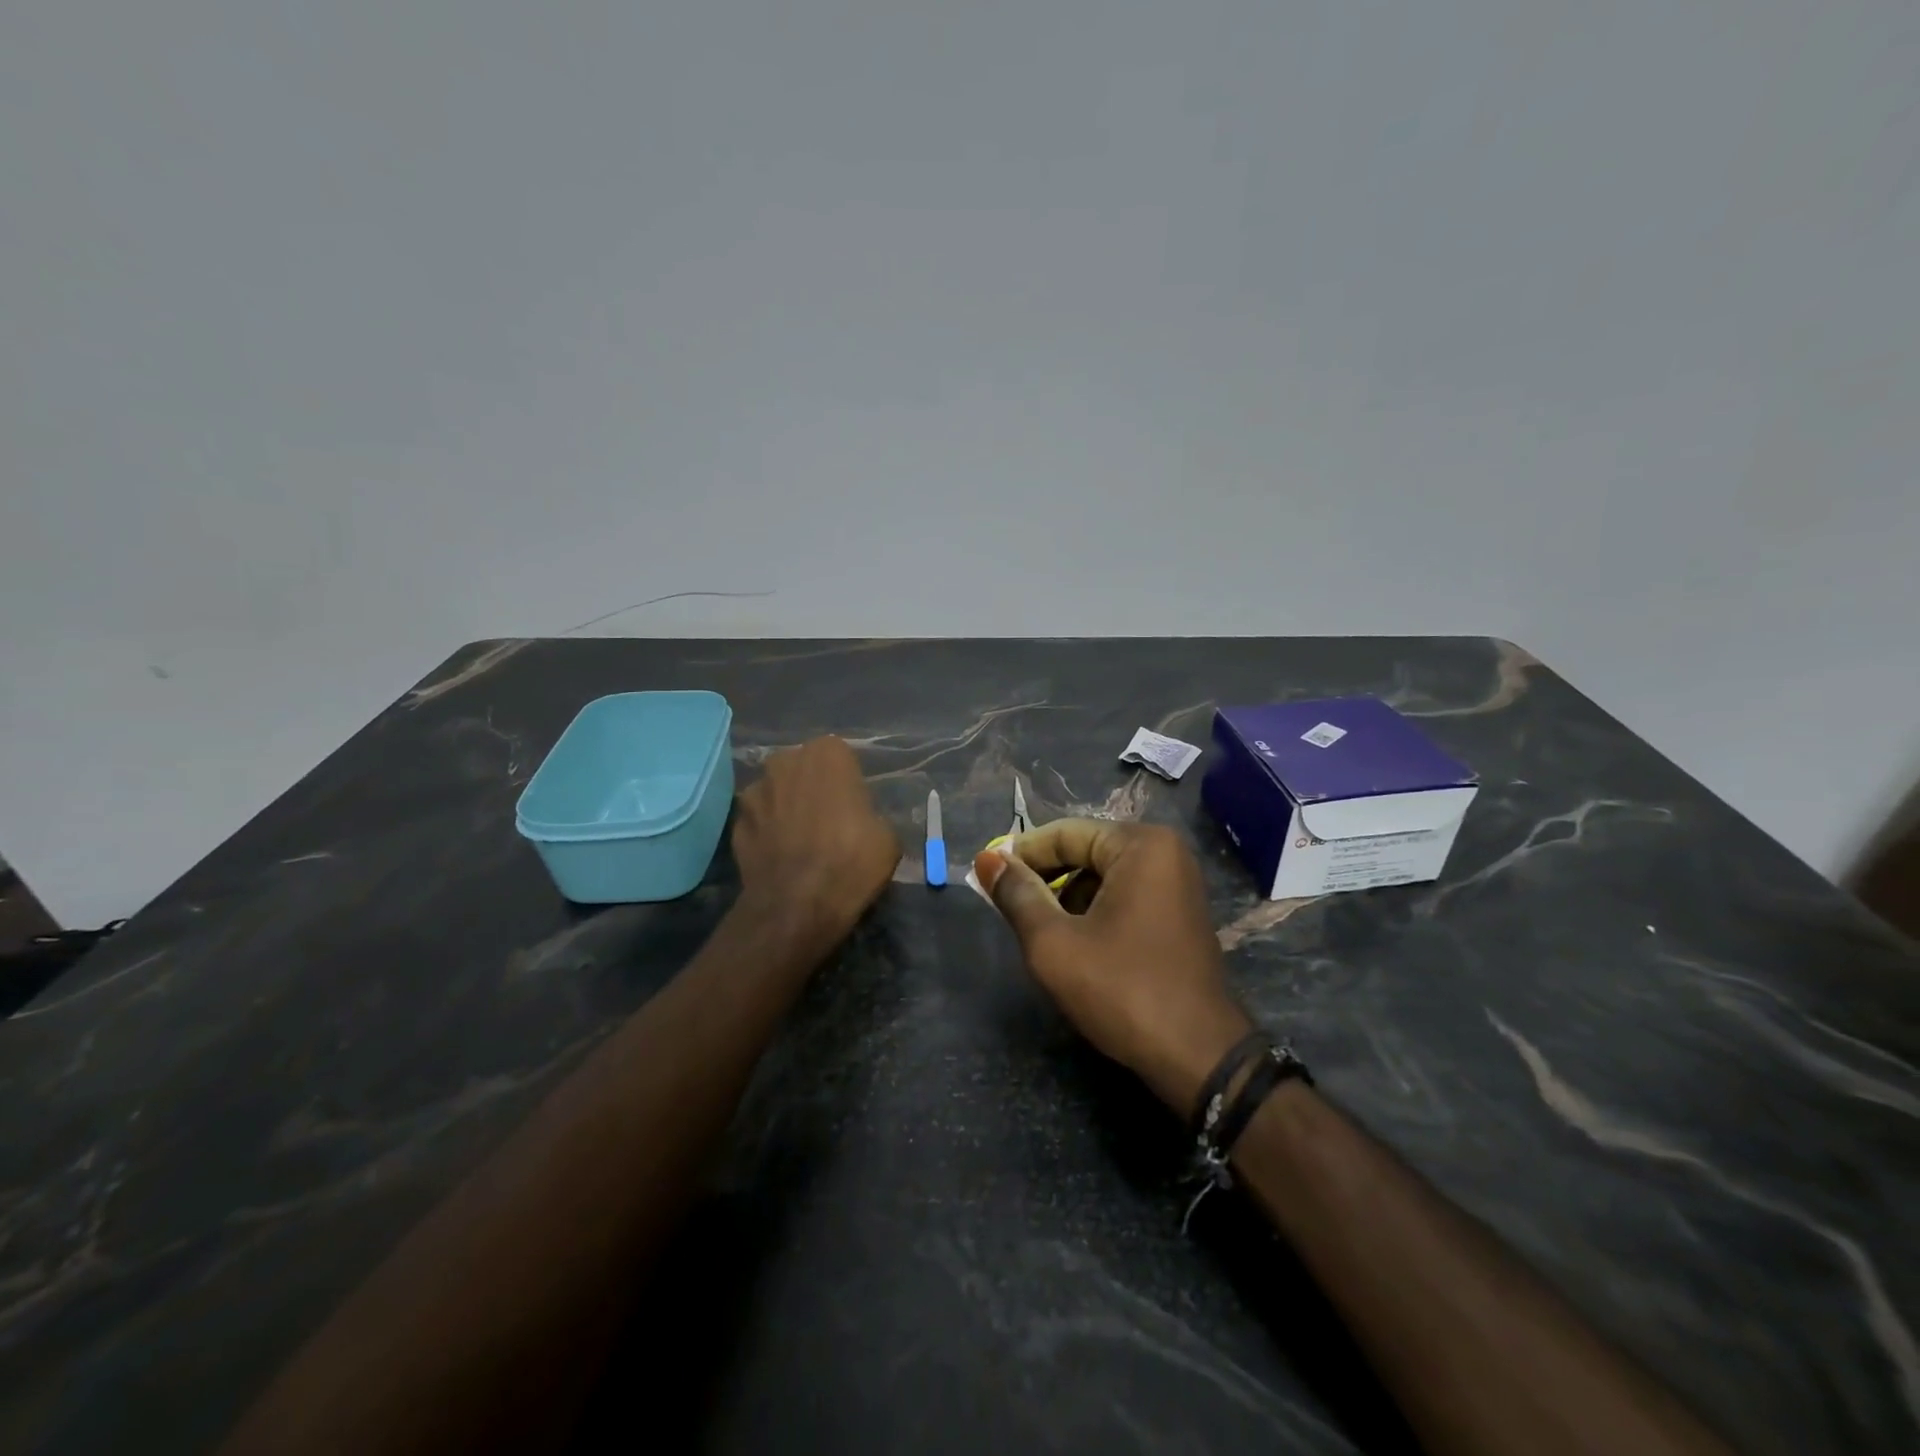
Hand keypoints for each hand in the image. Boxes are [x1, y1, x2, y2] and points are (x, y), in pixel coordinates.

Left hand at [733, 736, 899, 943]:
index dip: (847, 781)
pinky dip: (768, 833)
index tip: (854, 806)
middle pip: (802, 769)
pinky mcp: (735, 823)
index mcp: (826, 754)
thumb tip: (863, 820)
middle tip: (828, 819)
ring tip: (801, 841)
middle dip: (812, 787)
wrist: (796, 906)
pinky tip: (781, 857)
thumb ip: (871, 814)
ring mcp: (754, 791)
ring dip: (786, 808)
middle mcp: (784, 761)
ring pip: (777, 793)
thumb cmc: (850, 861)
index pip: (839, 756)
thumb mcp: (887, 837)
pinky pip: (759, 821)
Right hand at [973, 820, 1251, 1113]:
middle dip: (1044, 878)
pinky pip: (1124, 895)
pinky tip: (1075, 943)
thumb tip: (986, 859)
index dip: (1021, 854)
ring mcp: (1177, 883)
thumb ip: (1016, 895)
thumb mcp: (1054, 943)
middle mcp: (1165, 852)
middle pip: (1085, 851)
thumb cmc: (1123, 991)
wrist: (1198, 1057)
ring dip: (1067, 898)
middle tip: (1009, 907)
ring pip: (1102, 875)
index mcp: (1140, 845)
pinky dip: (1094, 911)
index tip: (987, 877)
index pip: (1064, 834)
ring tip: (1040, 931)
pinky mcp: (1179, 913)